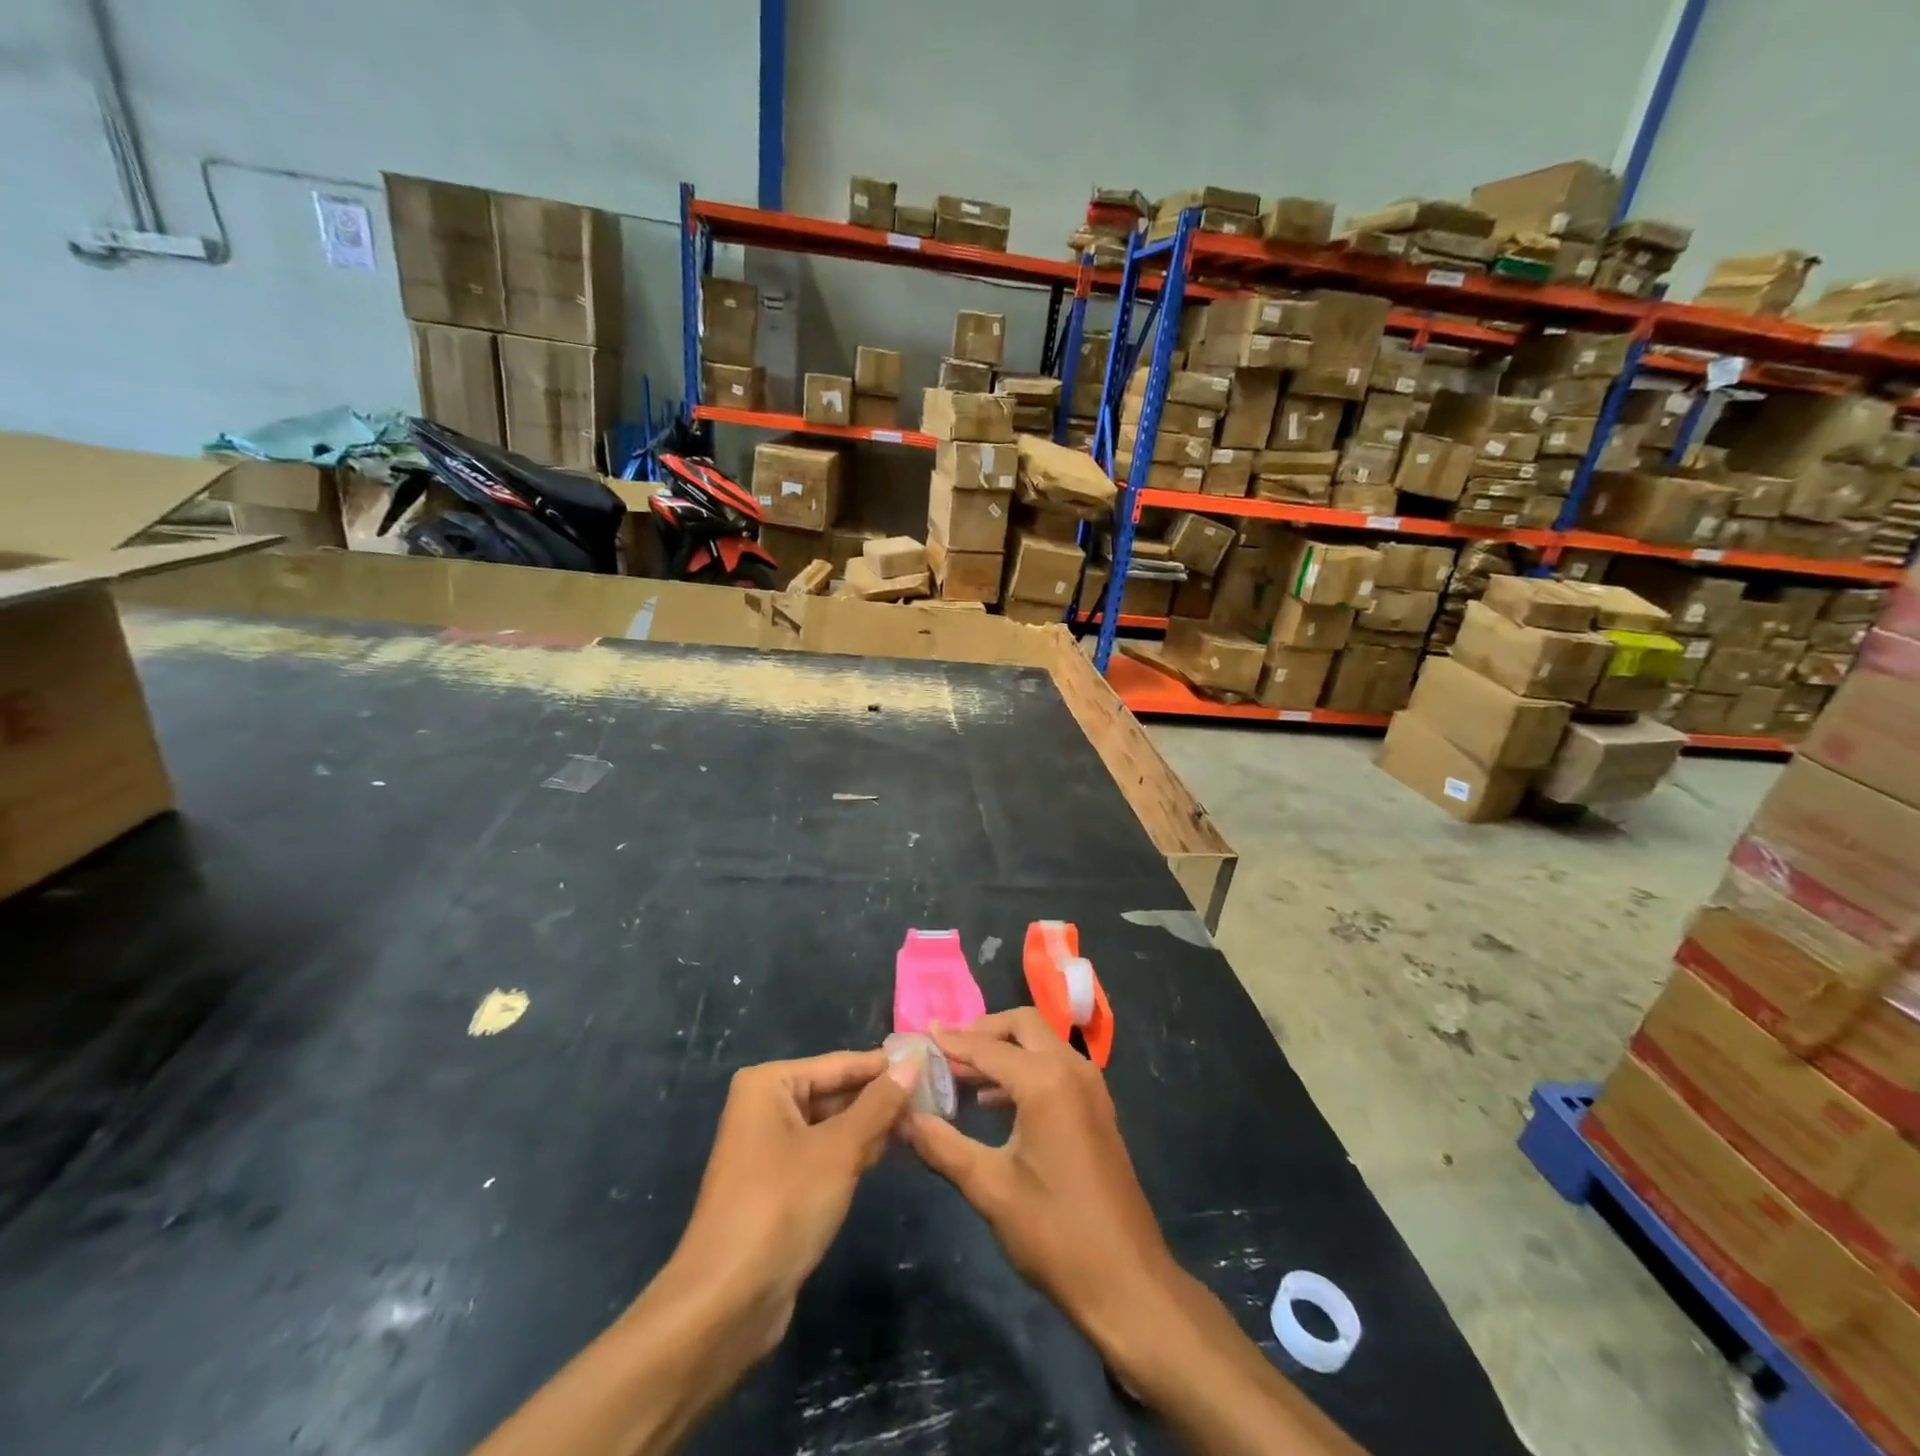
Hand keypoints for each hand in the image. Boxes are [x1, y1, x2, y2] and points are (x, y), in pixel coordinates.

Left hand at [653, 1049, 914, 1359]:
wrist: (726, 1303)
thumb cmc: (781, 1207)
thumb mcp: (839, 1150)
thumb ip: (879, 1104)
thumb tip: (913, 1063)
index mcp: (769, 1084)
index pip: (841, 1064)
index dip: (887, 1066)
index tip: (932, 1063)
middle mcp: (765, 1106)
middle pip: (835, 1091)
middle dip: (880, 1098)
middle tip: (934, 1097)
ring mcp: (769, 1146)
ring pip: (832, 1124)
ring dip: (871, 1126)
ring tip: (921, 1122)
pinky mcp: (777, 1183)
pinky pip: (823, 1152)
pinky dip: (852, 1151)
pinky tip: (887, 1151)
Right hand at [904, 1011, 1185, 1360]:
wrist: (1127, 1281)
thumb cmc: (1054, 1232)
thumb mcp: (989, 1188)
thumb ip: (941, 1145)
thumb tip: (901, 1117)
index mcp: (1046, 1080)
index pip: (987, 1047)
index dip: (950, 1041)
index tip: (919, 1035)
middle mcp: (1072, 1069)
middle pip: (1023, 1025)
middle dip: (983, 1031)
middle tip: (946, 1050)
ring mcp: (1090, 1087)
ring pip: (1041, 1044)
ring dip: (1004, 1050)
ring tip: (961, 1076)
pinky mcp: (1096, 1108)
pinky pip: (1055, 1067)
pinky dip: (1024, 1069)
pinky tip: (993, 1102)